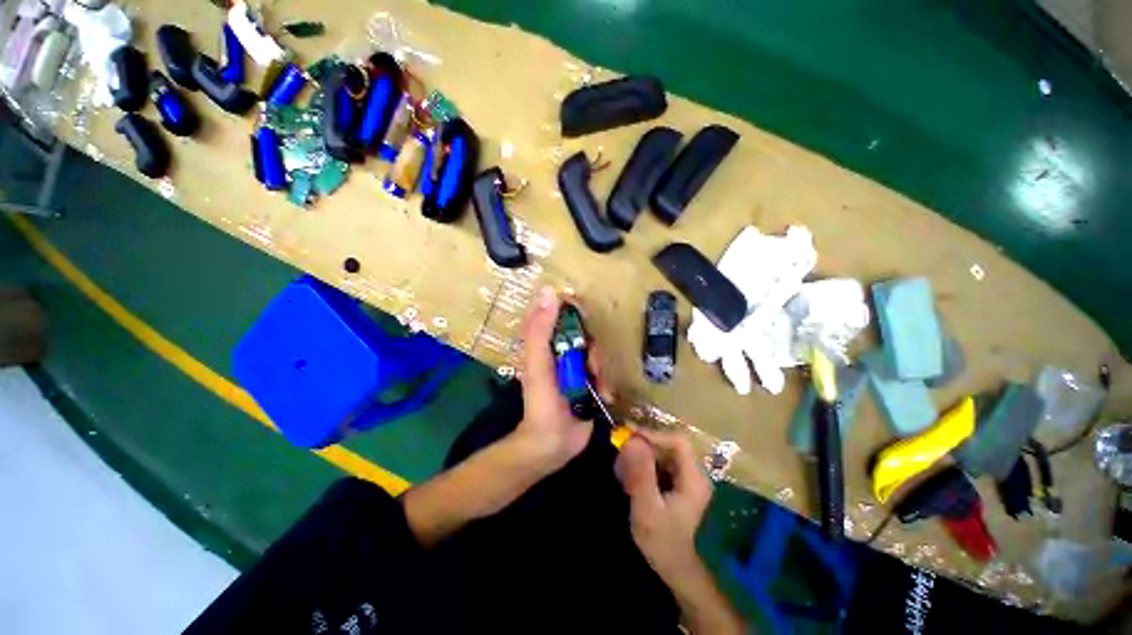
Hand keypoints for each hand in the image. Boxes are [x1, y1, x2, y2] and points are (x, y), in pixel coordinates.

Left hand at [512, 287, 603, 473]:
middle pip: (584, 332)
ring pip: (597, 352)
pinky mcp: (589, 381)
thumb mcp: (538, 363)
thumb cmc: (542, 401)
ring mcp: (576, 366)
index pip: (559, 312)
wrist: (554, 442)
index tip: (585, 315)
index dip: (573, 308)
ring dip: (600, 367)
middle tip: (591, 365)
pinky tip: (603, 395)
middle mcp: (560, 350)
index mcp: (544, 343)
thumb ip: (540, 330)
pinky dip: (606, 381)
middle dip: (592, 347)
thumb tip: (549, 291)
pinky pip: (604, 371)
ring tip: (596, 385)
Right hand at [615, 430, 712, 584]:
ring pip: (661, 453)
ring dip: (640, 456)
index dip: (653, 436)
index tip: (629, 438)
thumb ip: (640, 474)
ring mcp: (686, 478)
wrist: (672, 566)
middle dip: (643, 447)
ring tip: (622, 469)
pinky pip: (659, 463)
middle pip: (668, 446)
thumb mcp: (647, 508)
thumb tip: (632, 440)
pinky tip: (629, 477)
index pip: (677, 442)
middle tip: (620, 454)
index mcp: (694, 478)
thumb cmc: (661, 540)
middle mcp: (694, 473)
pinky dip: (642, 465)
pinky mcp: (677, 482)